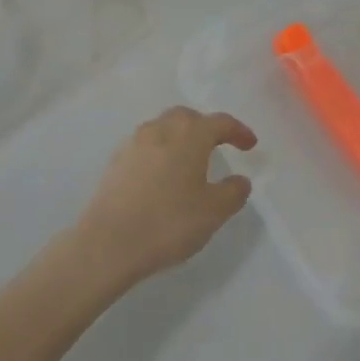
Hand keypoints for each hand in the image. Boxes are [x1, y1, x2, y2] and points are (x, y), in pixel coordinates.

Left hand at [75, 106, 257, 291]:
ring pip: (163, 128)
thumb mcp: (214, 212)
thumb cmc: (169, 222)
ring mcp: (134, 143)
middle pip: (188, 117)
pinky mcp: (116, 161)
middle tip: (218, 144)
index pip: (220, 122)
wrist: (109, 242)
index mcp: (190, 134)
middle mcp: (161, 128)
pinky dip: (160, 152)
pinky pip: (146, 146)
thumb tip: (240, 180)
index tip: (250, 145)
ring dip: (180, 137)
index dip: (238, 131)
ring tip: (189, 160)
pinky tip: (162, 175)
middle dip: (206, 127)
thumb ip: (233, 192)